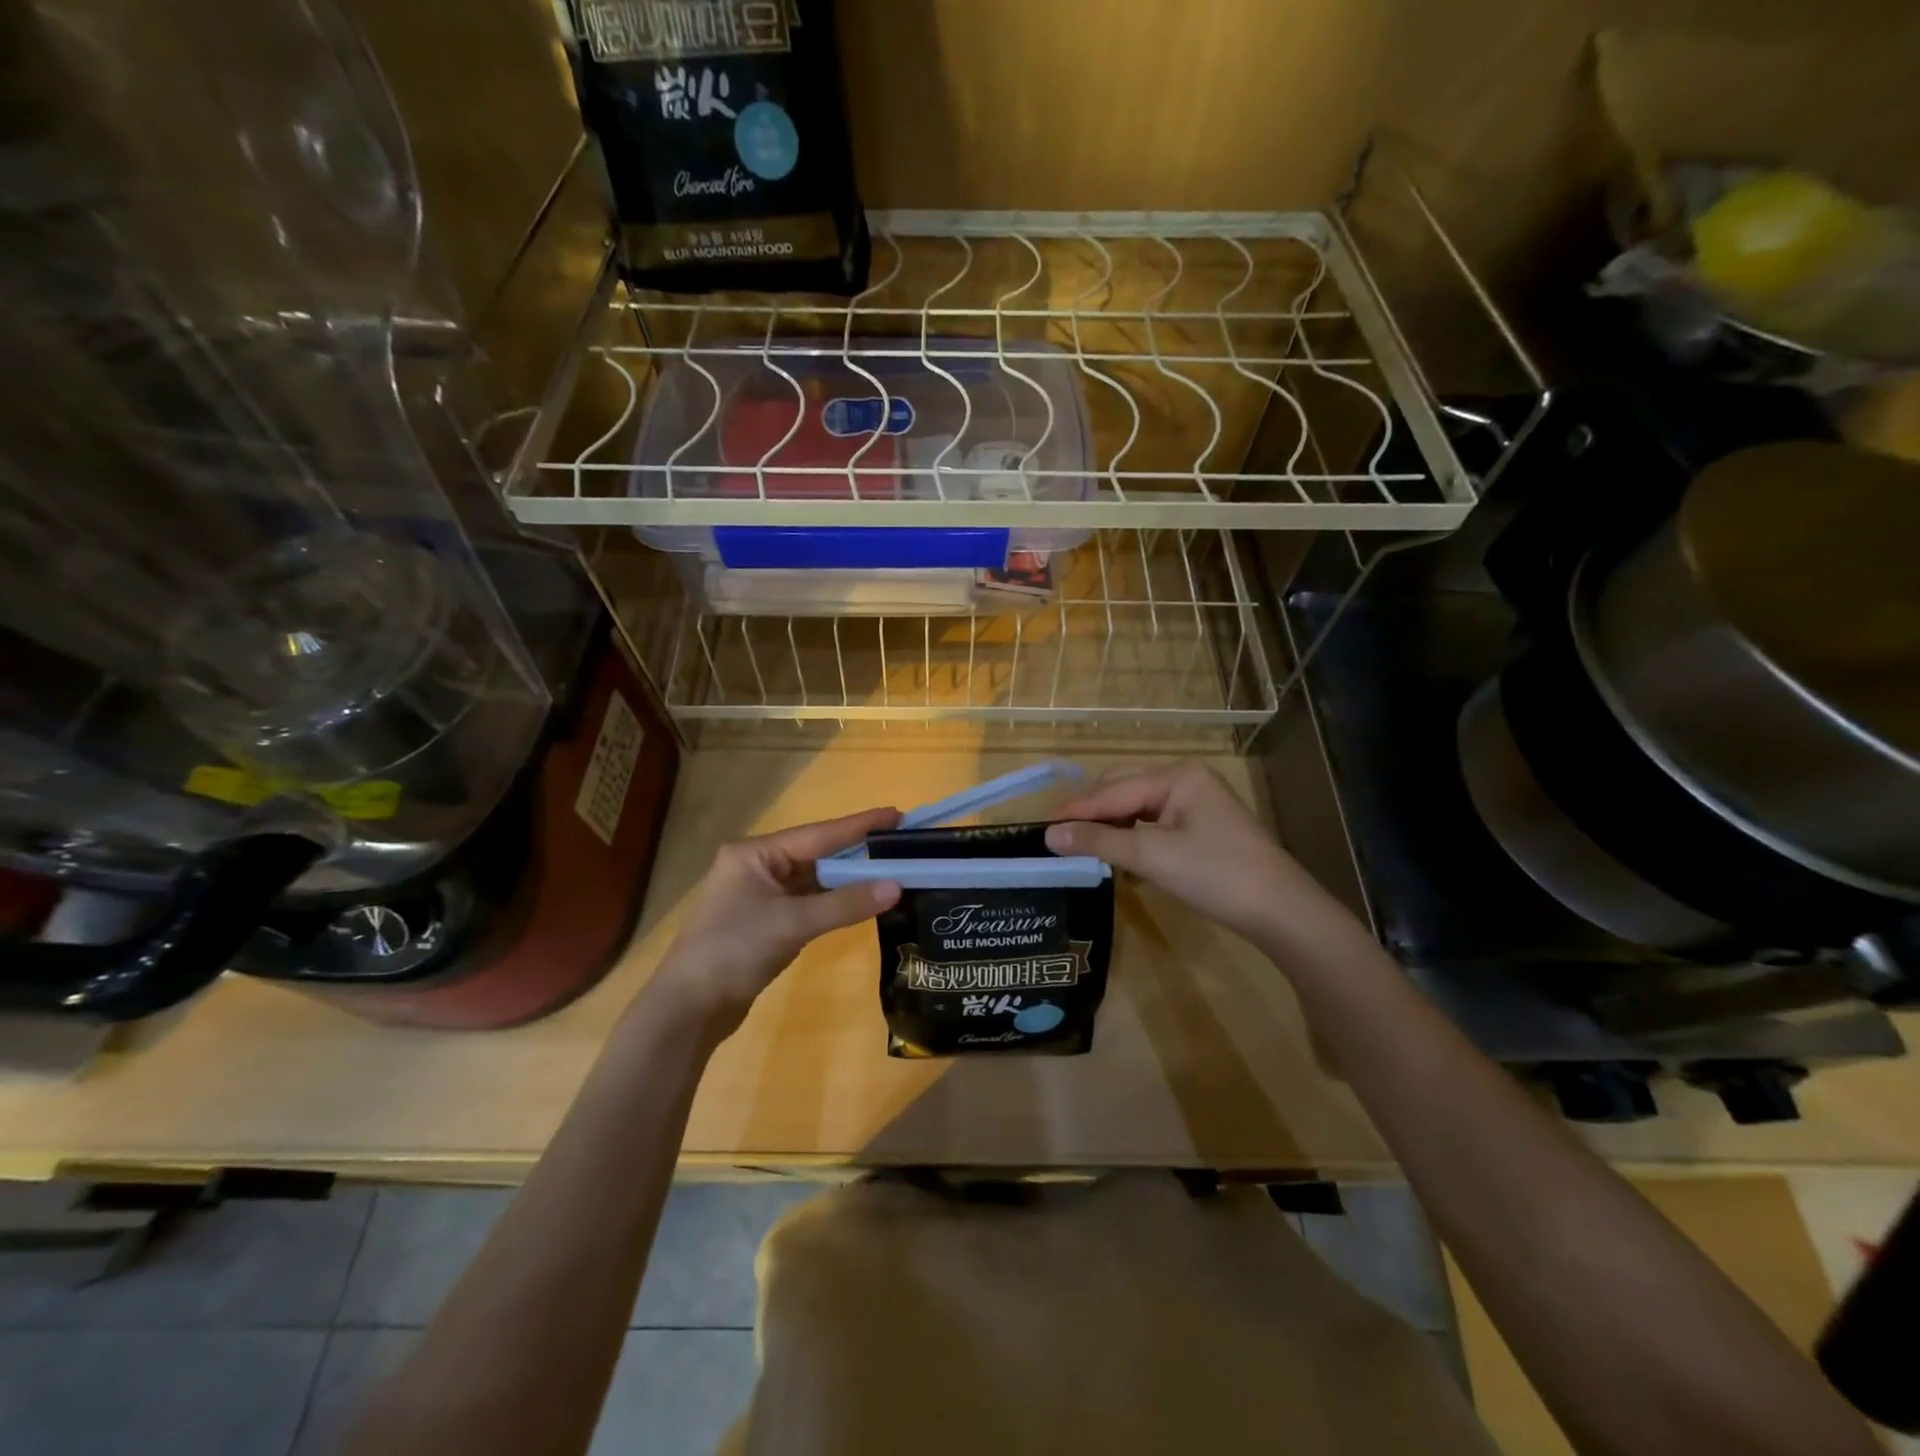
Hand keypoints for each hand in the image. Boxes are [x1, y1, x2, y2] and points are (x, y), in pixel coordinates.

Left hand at [648, 807, 901, 1038]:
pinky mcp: (764, 921)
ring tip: (890, 870)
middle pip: (816, 854)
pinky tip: (860, 900)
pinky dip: (833, 901)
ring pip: (813, 880)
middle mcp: (757, 866)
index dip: (859, 826)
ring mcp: (759, 895)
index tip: (897, 814)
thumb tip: (896, 886)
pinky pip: (807, 902)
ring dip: (846, 879)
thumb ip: (845, 904)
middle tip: (900, 845)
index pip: (818, 834)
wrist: (688, 1008)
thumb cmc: (734, 951)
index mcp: (755, 854)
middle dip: (856, 852)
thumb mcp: (793, 923)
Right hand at [1045, 762, 1351, 951]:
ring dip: (1112, 827)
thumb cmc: (1216, 875)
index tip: (1042, 826)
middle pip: (1124, 790)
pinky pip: (1155, 824)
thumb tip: (1049, 835)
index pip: (1113, 790)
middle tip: (1058, 837)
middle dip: (1093, 814)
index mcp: (1177, 776)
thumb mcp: (1152, 857)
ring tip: (1084, 848)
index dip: (1077, 810)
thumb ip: (1099, 842)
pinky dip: (1134, 839)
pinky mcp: (1203, 827)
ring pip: (1139, 808)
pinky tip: (1120, 858)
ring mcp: (1197, 803)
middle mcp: (1186, 779)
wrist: (1282, 911)